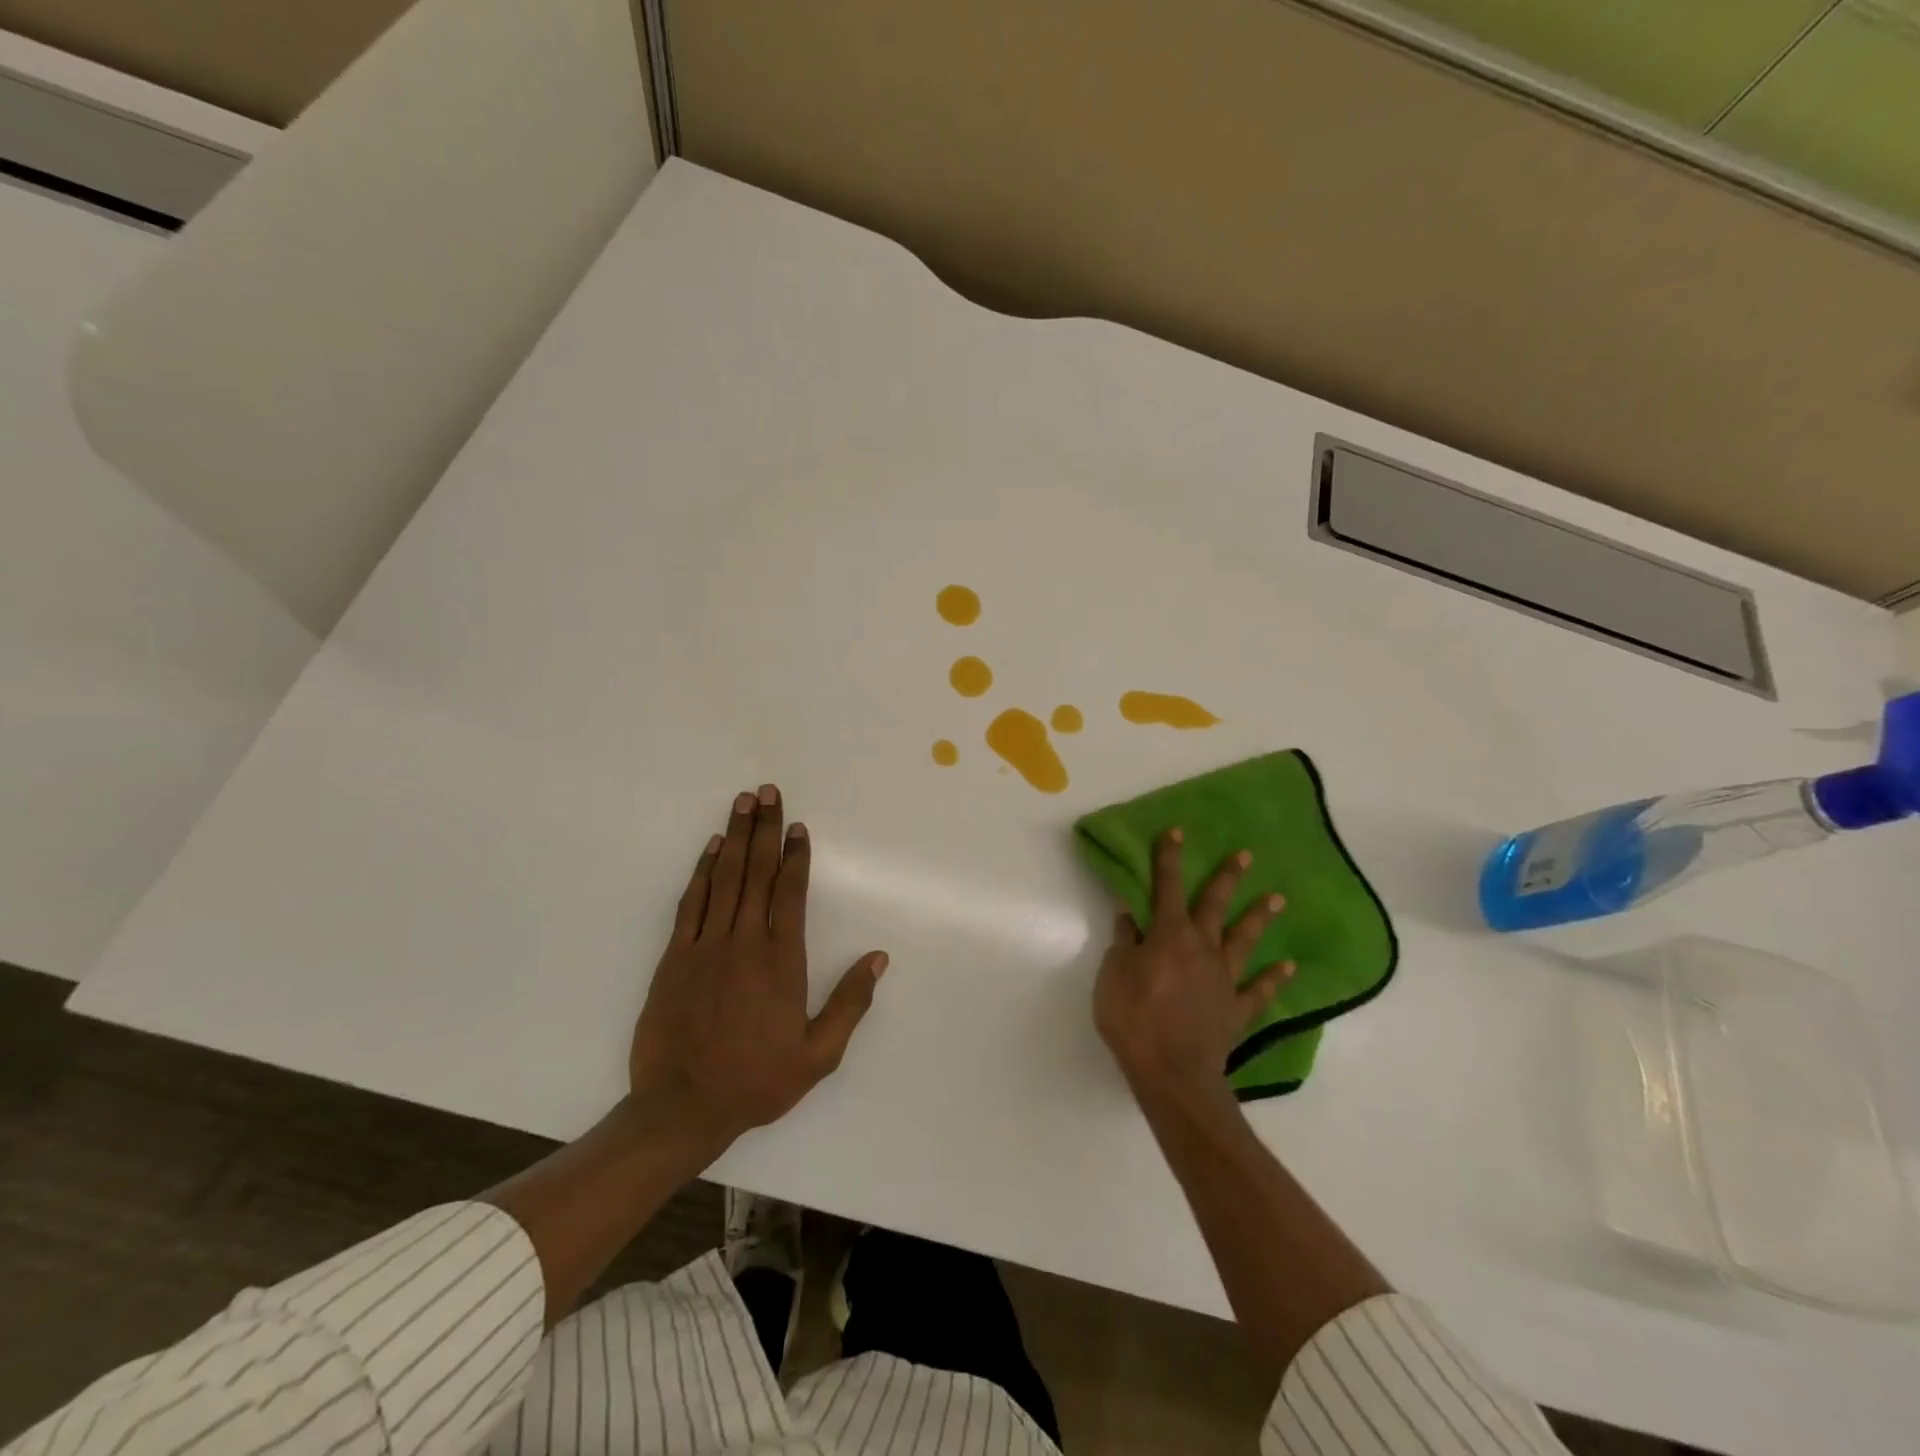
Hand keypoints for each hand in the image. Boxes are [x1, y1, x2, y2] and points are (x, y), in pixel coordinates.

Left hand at [628, 785, 888, 1145]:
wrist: (681, 1108)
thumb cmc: (756, 1081)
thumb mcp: (818, 1054)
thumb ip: (850, 1003)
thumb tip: (877, 958)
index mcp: (781, 961)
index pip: (789, 892)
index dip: (795, 855)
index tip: (798, 826)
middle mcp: (744, 942)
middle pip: (757, 872)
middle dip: (765, 828)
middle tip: (769, 791)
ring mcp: (706, 945)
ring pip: (724, 877)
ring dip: (735, 836)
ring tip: (743, 802)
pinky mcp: (675, 956)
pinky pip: (692, 902)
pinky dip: (702, 871)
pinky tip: (711, 848)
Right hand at [1093, 828, 1292, 1100]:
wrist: (1172, 1073)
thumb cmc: (1133, 1018)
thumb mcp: (1112, 974)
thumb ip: (1123, 941)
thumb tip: (1128, 911)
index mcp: (1168, 935)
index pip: (1166, 887)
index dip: (1169, 858)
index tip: (1176, 831)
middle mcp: (1201, 948)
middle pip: (1215, 905)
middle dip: (1227, 877)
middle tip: (1245, 855)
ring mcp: (1224, 979)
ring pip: (1245, 940)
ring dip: (1260, 918)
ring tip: (1278, 898)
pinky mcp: (1237, 1009)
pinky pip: (1259, 990)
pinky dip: (1274, 979)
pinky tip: (1288, 967)